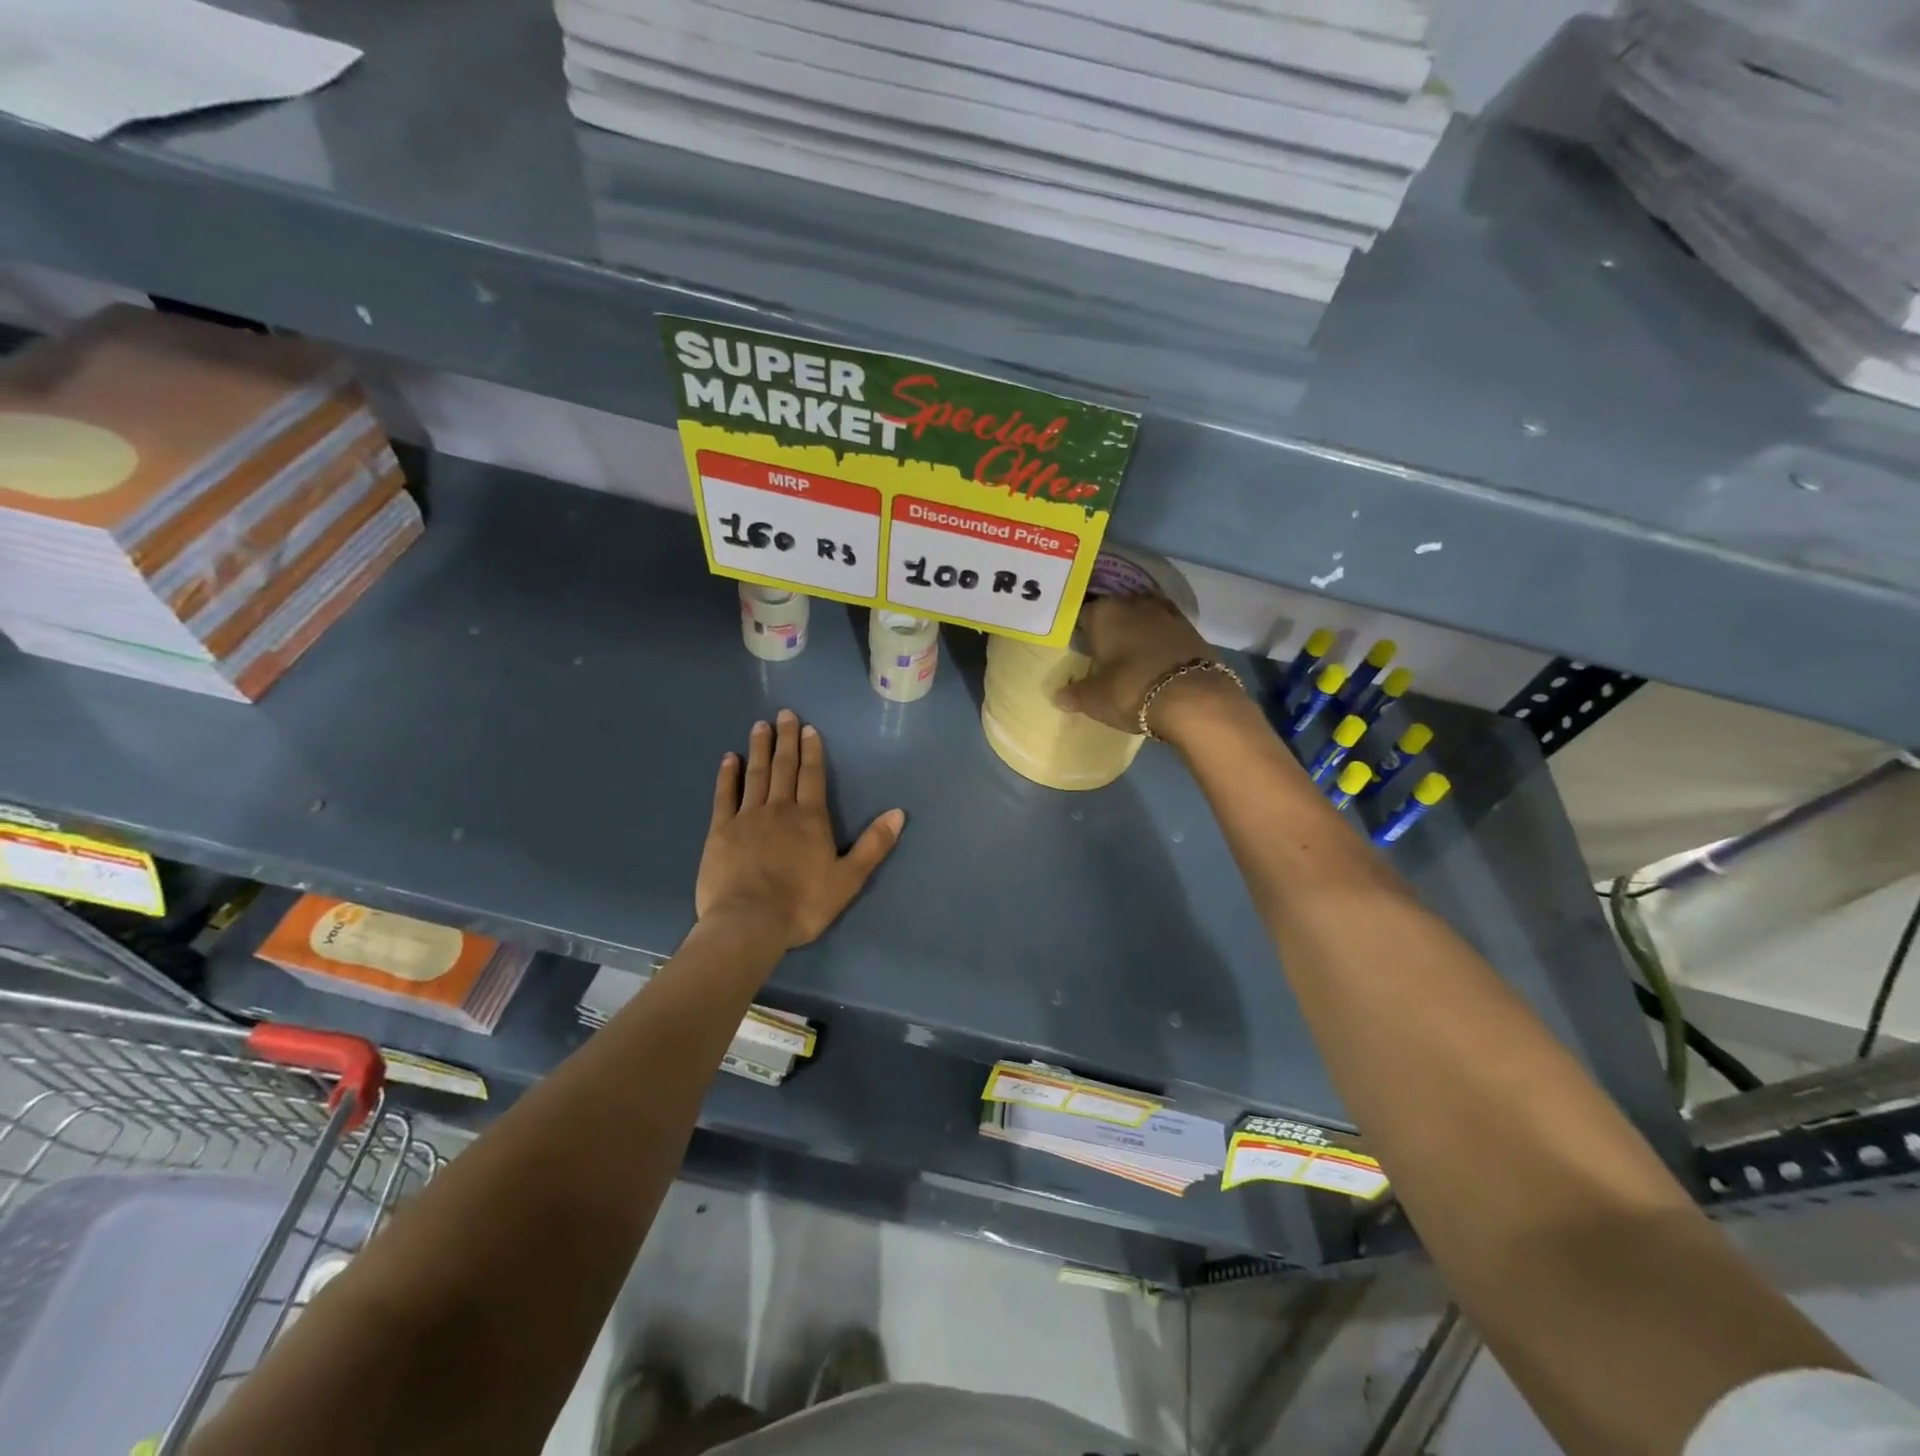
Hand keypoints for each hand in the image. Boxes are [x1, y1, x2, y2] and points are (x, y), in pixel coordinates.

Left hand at [696, 710, 905, 948]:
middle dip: (786, 739)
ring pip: (756, 774)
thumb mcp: (849, 879)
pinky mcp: (721, 831)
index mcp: (811, 818)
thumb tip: (899, 813)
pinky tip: (729, 758)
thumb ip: (874, 845)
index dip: (812, 751)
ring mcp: (748, 817)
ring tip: (761, 725)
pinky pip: (725, 795)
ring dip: (760, 748)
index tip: (808, 728)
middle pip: (784, 767)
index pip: (813, 776)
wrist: (749, 923)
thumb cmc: (803, 904)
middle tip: (784, 714)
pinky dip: (728, 775)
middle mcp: (780, 809)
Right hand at [1053, 594, 1235, 738]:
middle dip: (1109, 630)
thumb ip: (1075, 694)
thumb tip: (1059, 696)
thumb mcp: (1095, 699)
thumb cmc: (1131, 690)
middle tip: (1103, 655)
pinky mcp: (1192, 630)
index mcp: (1104, 613)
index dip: (1079, 633)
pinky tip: (1156, 663)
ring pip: (1143, 620)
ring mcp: (1167, 614)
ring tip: (1131, 659)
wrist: (1194, 698)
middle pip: (1115, 613)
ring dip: (1137, 635)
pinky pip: (1166, 633)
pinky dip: (1159, 644)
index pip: (1083, 615)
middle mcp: (1134, 604)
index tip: (1078, 650)